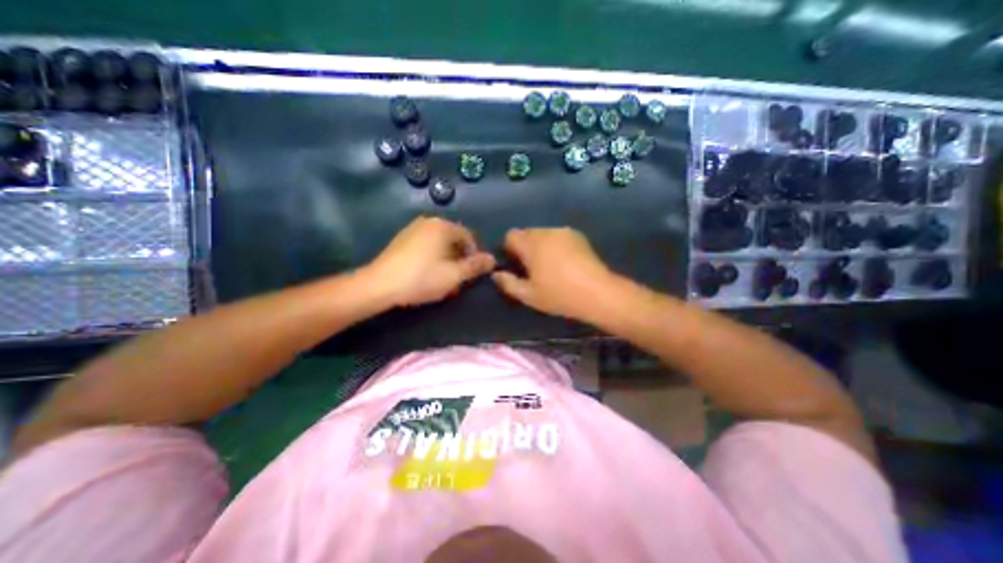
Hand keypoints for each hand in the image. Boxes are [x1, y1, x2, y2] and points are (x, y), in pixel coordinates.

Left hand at [368, 215, 495, 305]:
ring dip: (447, 258)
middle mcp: (428, 221)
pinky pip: (426, 245)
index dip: (475, 254)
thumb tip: (492, 259)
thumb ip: (475, 266)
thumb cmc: (422, 278)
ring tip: (444, 277)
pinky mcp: (401, 239)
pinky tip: (427, 272)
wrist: (379, 285)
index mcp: (443, 226)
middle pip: (454, 238)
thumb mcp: (454, 275)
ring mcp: (412, 229)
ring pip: (439, 242)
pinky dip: (433, 256)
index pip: (469, 236)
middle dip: (460, 257)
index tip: (472, 272)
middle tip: (459, 277)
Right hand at [492, 225, 623, 320]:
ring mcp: (565, 232)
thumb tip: (496, 274)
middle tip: (534, 269)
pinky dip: (556, 246)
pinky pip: (559, 237)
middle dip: (526, 248)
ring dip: (541, 246)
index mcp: (532, 244)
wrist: (598, 293)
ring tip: (551, 267)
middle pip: (527, 233)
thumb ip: (508, 283)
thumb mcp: (529, 295)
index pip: (511, 235)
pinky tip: (566, 263)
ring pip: (544, 235)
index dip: (510, 248)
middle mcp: (546, 232)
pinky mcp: (579, 236)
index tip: (517, 265)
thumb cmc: (559, 295)